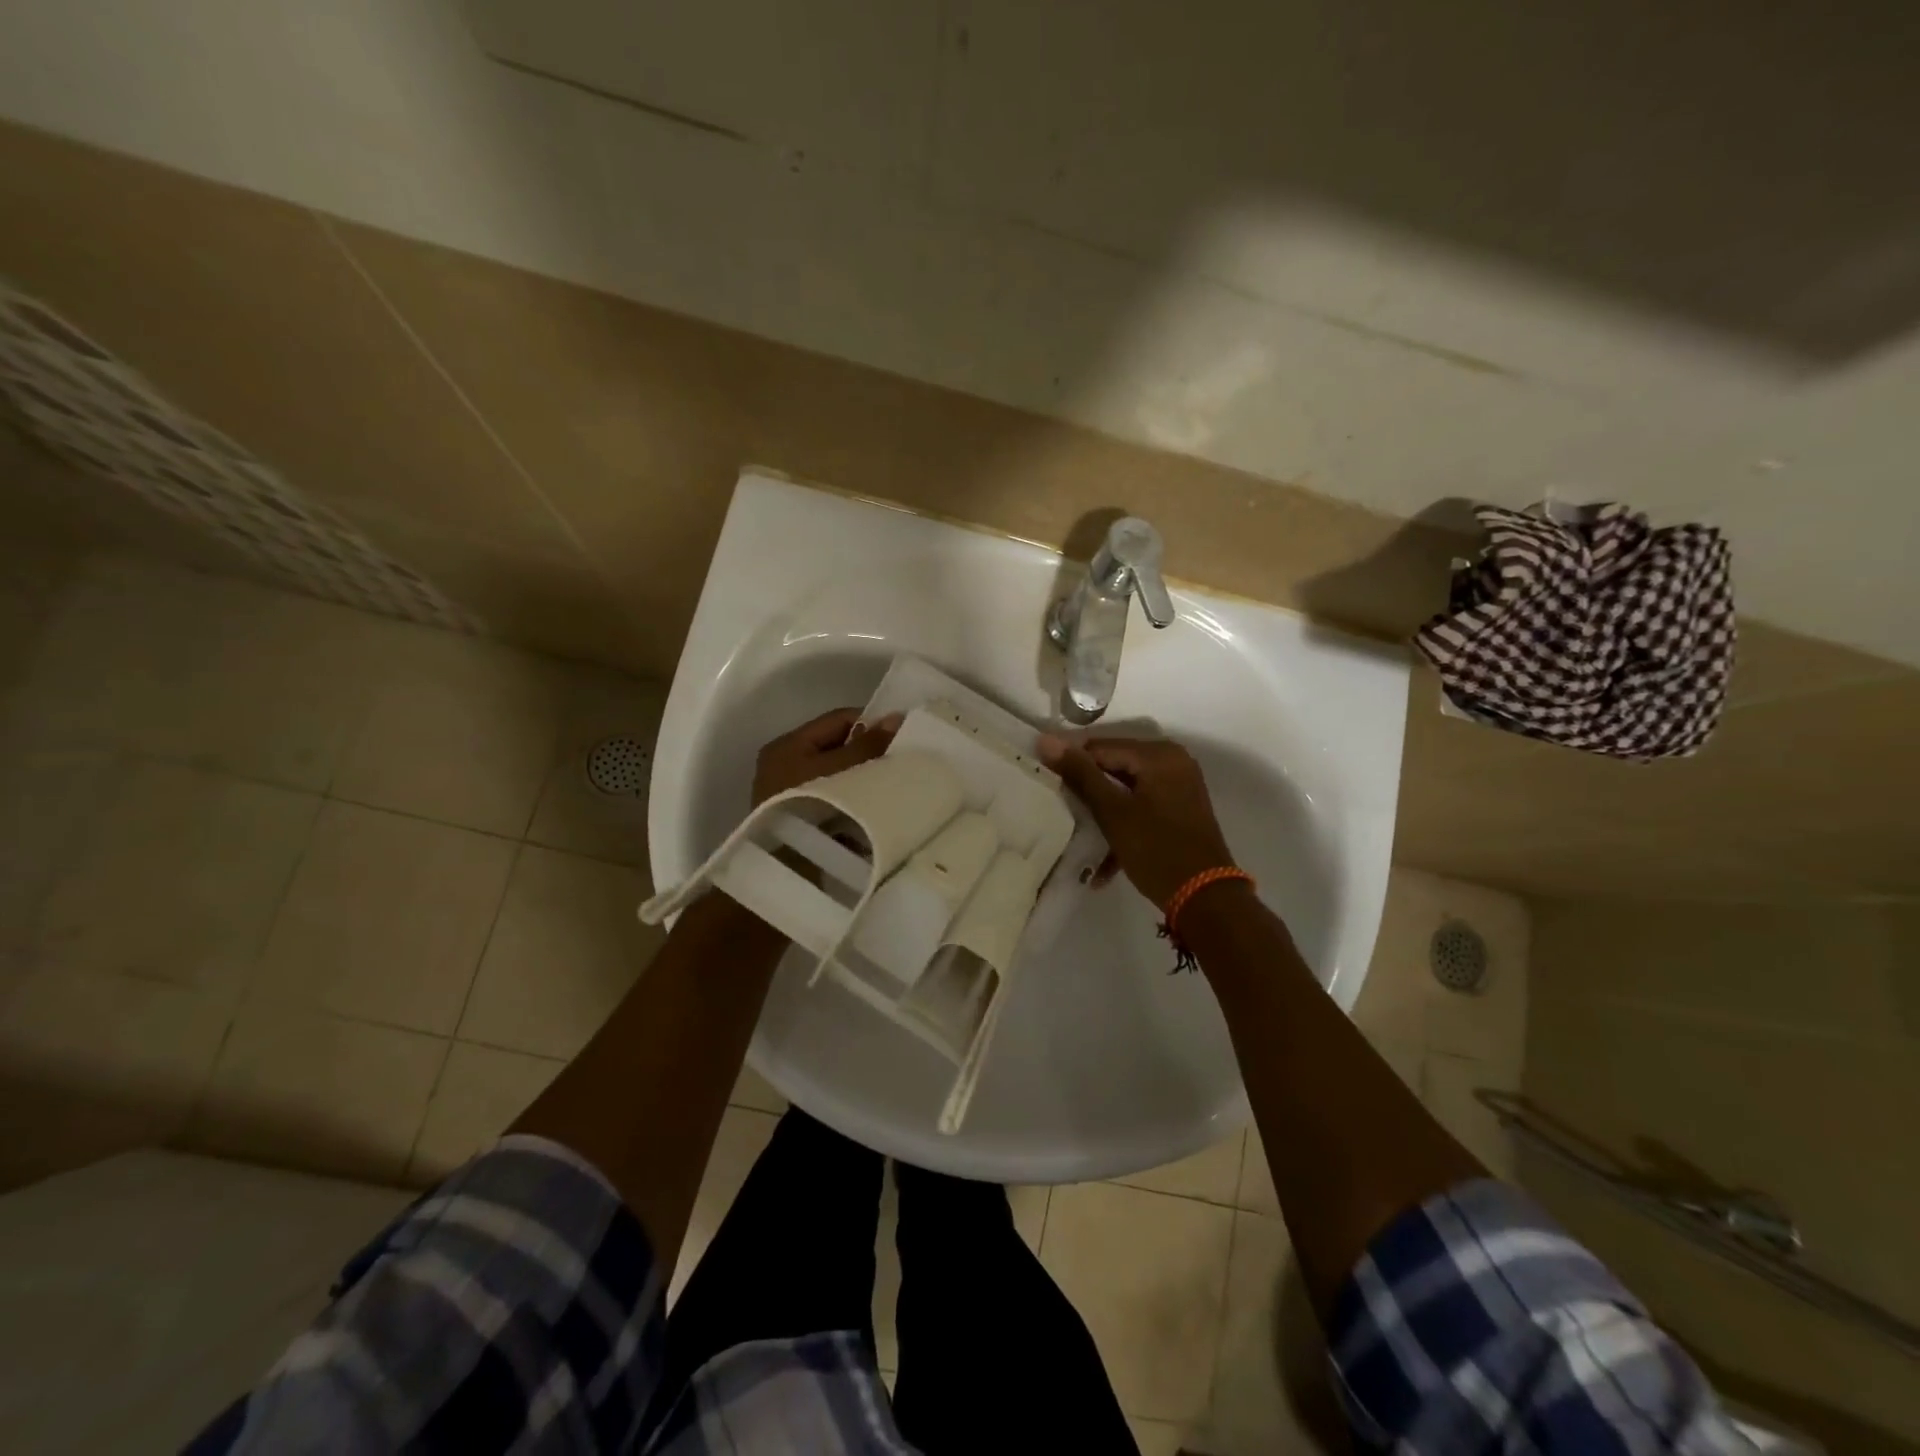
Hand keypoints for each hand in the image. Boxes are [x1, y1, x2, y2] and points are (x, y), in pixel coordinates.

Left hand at [753, 707, 902, 805]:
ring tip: (895, 782)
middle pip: (838, 747)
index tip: (903, 735)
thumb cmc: (810, 806)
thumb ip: (867, 744)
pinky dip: (855, 798)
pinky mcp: (802, 820)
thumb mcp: (841, 769)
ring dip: (863, 777)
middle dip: (869, 752)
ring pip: (839, 774)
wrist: (786, 868)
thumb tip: (894, 718)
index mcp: (789, 745)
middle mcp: (786, 765)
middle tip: (902, 759)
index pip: (838, 720)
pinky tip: (878, 805)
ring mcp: (792, 795)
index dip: (872, 723)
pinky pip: (836, 798)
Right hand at [1038, 736, 1237, 910]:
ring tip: (1075, 830)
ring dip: (1102, 811)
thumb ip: (1080, 774)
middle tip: (1057, 806)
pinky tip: (1103, 860)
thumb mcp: (1112, 812)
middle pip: (1114, 765)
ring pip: (1126, 788)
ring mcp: (1179, 785)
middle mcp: (1173, 761)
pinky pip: (1141, 805)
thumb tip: (1047, 740)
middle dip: (1087, 788)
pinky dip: (1123, 824)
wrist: (1205, 897)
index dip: (1071, 763)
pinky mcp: (1180, 808)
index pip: (1101, 747)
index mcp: (1159, 754)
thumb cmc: (1156, 849)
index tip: (1044, 781)